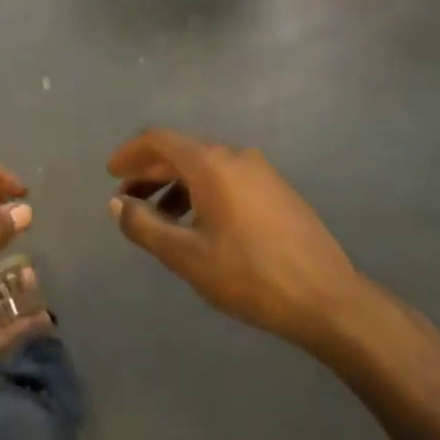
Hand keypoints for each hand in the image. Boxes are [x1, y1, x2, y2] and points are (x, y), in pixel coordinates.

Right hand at [107, 129, 369, 351]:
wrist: (328, 299)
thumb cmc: (250, 276)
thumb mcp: (186, 256)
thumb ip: (144, 226)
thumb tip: (116, 204)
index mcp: (210, 164)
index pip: (159, 141)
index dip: (130, 153)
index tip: (110, 173)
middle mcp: (235, 156)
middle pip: (181, 152)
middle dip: (149, 172)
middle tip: (126, 199)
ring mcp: (261, 172)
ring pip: (205, 166)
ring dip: (175, 185)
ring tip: (160, 218)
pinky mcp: (277, 190)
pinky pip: (227, 178)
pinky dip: (201, 192)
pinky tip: (199, 224)